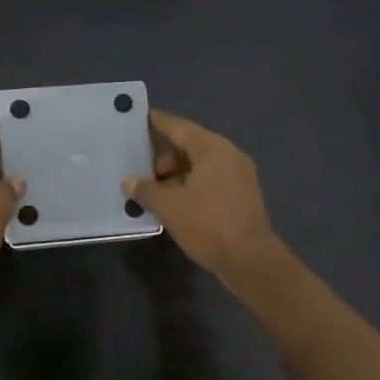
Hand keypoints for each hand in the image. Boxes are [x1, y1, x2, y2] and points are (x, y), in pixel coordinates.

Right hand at [124, 111, 282, 283]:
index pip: (178, 126)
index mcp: (212, 148)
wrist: (250, 261)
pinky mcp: (242, 196)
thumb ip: (146, 189)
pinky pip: (210, 180)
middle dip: (163, 156)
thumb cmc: (208, 224)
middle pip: (190, 145)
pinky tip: (174, 203)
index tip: (135, 119)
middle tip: (141, 172)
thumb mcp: (169, 206)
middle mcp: (229, 155)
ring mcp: (240, 176)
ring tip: (154, 191)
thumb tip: (129, 181)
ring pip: (200, 165)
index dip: (155, 122)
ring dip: (176, 174)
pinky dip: (191, 186)